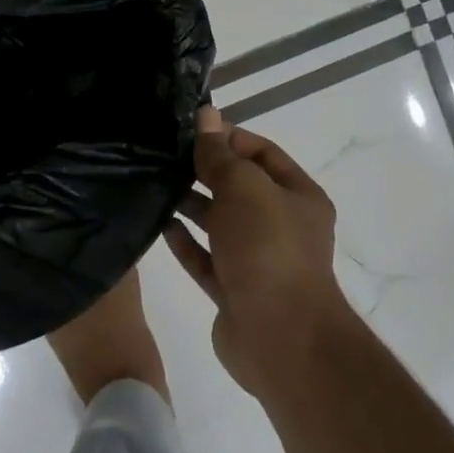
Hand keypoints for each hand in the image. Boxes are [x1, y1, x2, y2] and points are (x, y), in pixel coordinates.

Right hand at [164, 107, 348, 400]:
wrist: (280, 339)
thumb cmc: (268, 249)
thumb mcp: (244, 188)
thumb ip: (220, 154)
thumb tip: (206, 113)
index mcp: (297, 196)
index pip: (262, 153)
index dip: (229, 137)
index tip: (190, 130)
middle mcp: (281, 225)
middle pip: (239, 188)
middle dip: (206, 170)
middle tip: (165, 154)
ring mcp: (257, 261)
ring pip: (220, 224)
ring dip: (192, 204)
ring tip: (156, 184)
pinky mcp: (233, 291)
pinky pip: (206, 258)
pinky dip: (186, 242)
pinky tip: (160, 224)